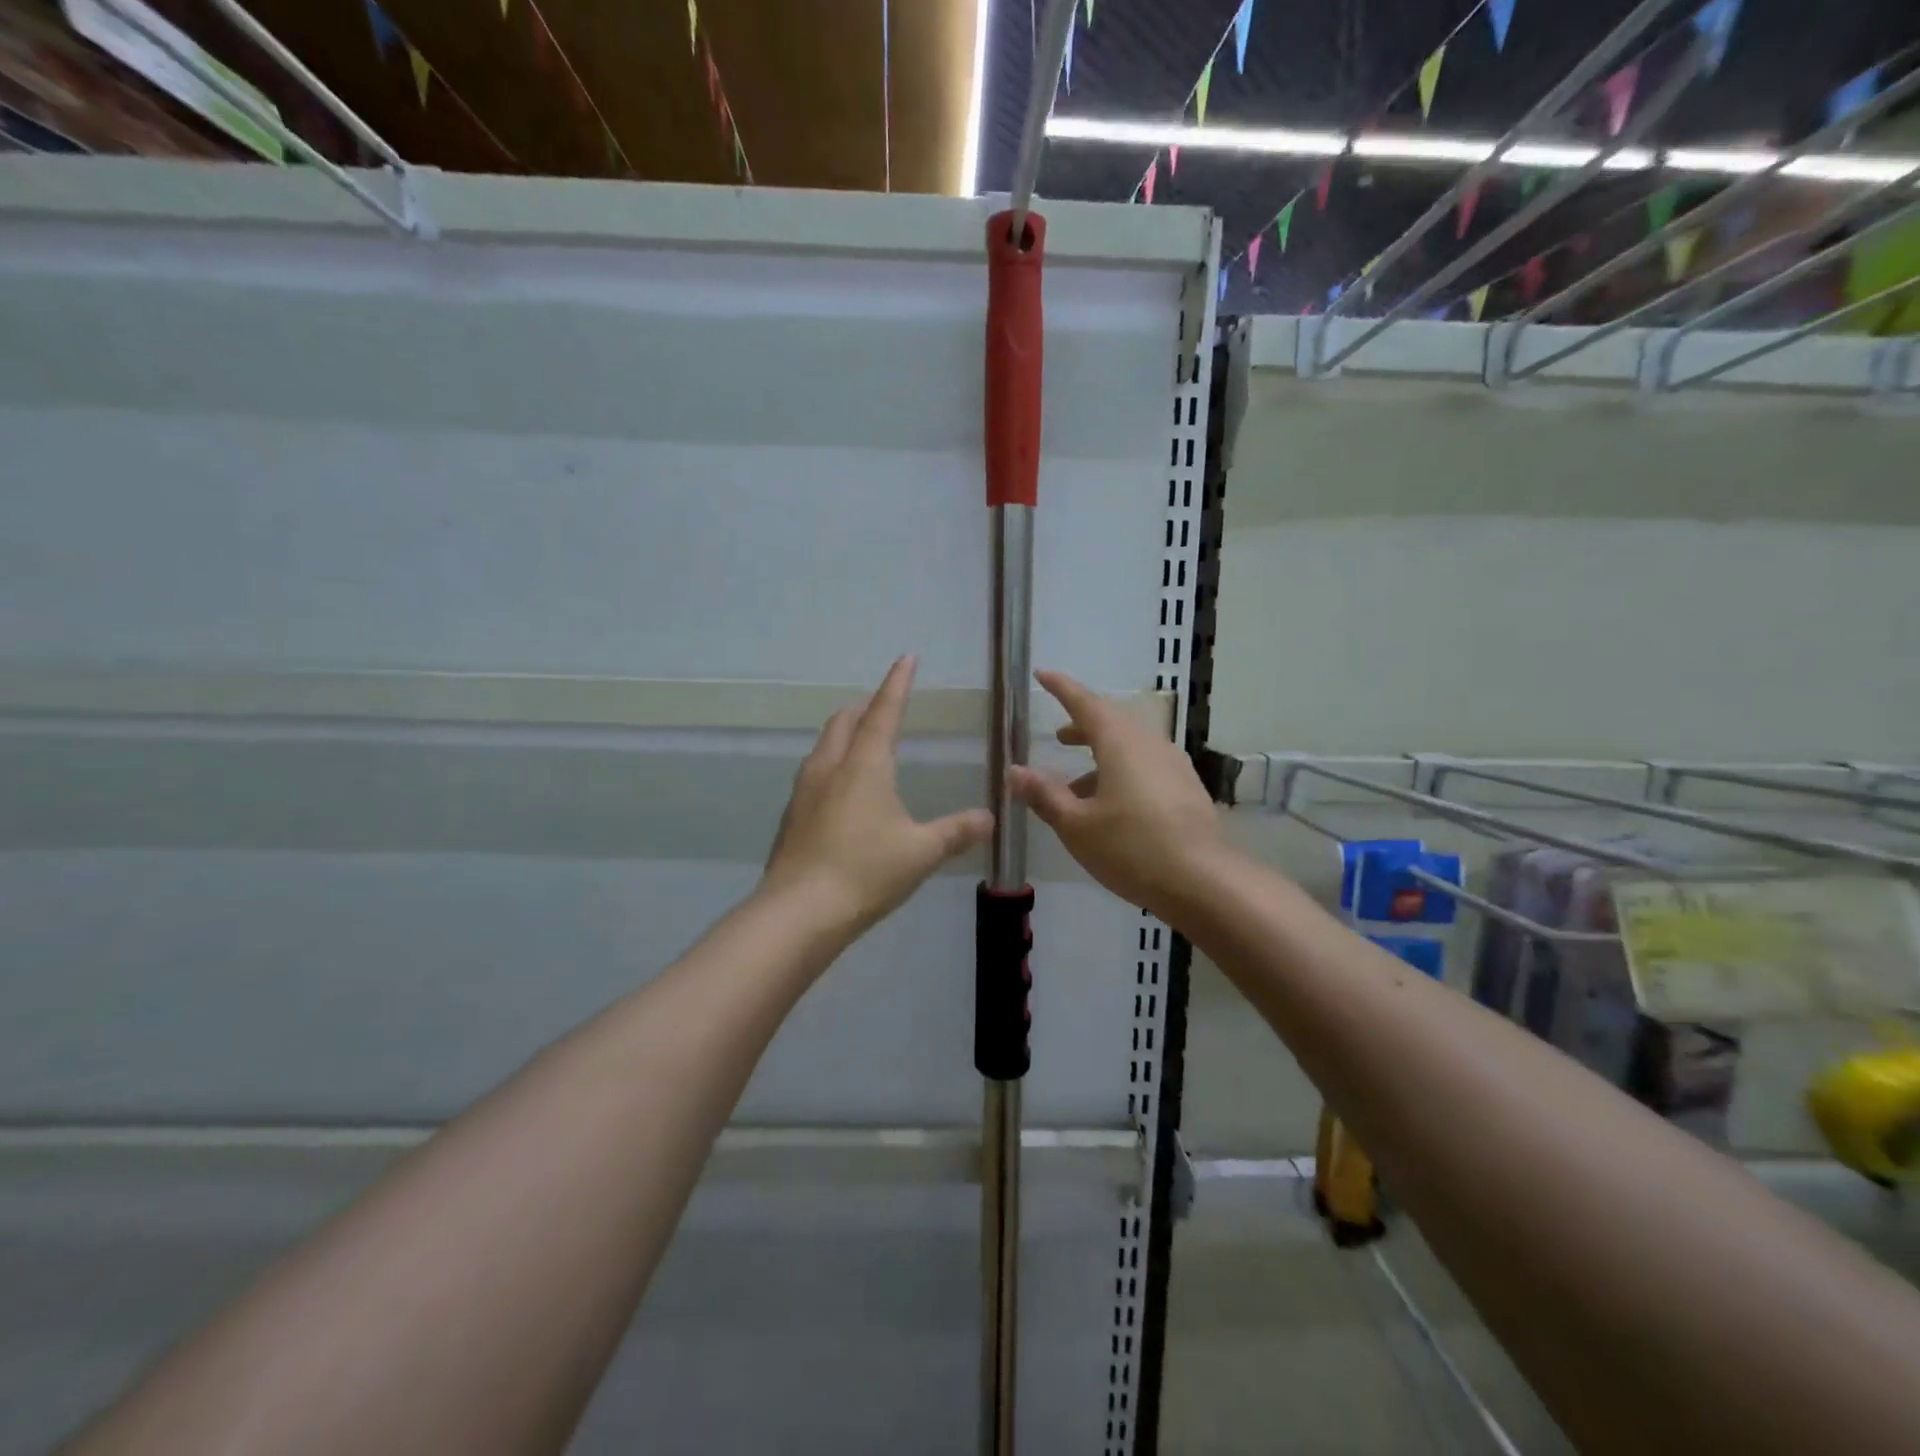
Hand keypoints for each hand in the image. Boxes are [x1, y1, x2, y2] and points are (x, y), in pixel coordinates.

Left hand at [762, 656, 994, 939]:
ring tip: (862, 740)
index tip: (906, 658)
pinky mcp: (792, 817)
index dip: (897, 683)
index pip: (883, 711)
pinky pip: (814, 774)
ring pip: (824, 746)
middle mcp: (830, 768)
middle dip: (865, 706)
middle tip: (884, 703)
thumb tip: (989, 817)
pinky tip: (842, 791)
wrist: (798, 913)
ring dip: (844, 733)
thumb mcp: (921, 852)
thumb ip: (957, 832)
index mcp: (864, 765)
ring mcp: (805, 792)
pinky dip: (832, 763)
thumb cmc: (866, 872)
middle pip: (844, 721)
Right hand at [1009, 670, 1226, 920]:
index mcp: (1120, 743)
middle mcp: (1149, 744)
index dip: (1061, 688)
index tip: (1042, 675)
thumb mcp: (1077, 825)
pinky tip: (1110, 806)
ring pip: (1130, 746)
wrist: (1203, 881)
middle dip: (1082, 724)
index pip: (1085, 702)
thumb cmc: (1131, 848)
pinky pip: (1146, 766)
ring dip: (1101, 754)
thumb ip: (1045, 795)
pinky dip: (1121, 772)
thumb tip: (1015, 771)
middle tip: (1058, 736)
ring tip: (1076, 783)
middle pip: (1112, 721)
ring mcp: (1173, 765)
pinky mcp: (1186, 788)